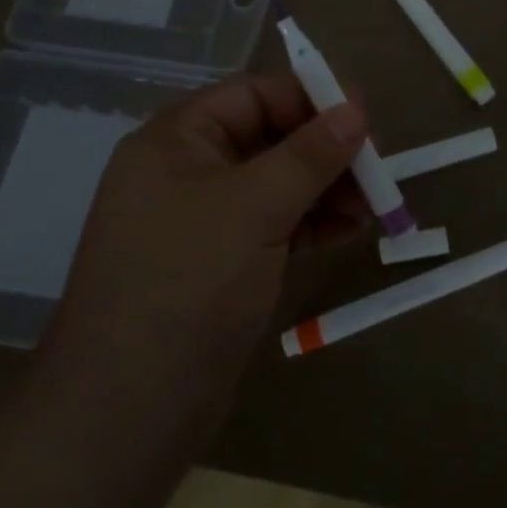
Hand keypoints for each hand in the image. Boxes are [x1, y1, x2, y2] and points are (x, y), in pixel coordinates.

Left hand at [36, 74, 366, 408]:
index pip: (252, 95)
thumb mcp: (253, 207)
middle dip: (326, 148)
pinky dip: (315, 223)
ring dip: (328, 187)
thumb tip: (358, 110)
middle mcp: (188, 172)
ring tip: (376, 203)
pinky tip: (354, 229)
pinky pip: (277, 224)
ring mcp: (206, 222)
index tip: (366, 113)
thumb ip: (309, 155)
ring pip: (279, 183)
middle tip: (379, 165)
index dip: (310, 98)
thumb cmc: (186, 284)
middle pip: (270, 138)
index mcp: (177, 141)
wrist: (128, 412)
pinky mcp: (224, 264)